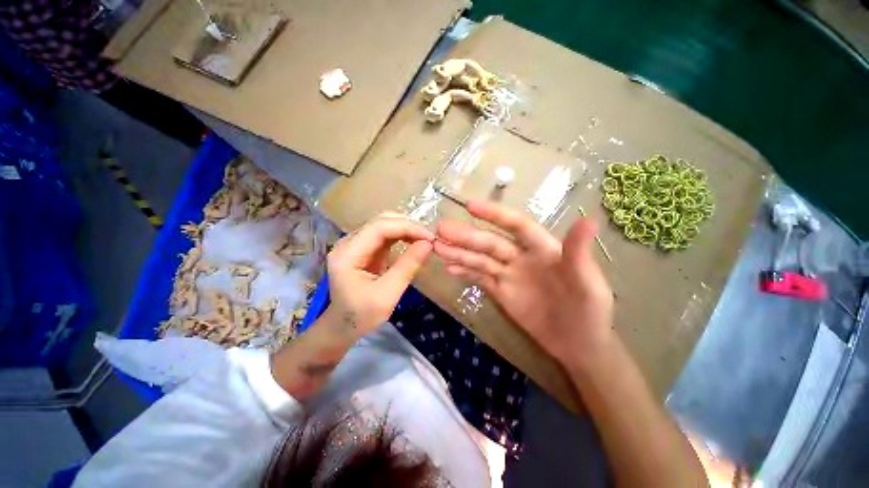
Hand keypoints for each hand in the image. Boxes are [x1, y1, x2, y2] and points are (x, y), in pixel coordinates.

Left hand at [325, 213, 433, 337]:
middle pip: (380, 222)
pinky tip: (413, 242)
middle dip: (407, 226)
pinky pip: (384, 235)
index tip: (430, 237)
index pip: (379, 228)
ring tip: (424, 240)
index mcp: (347, 254)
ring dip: (405, 229)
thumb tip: (428, 244)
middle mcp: (348, 243)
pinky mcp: (363, 249)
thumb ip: (407, 267)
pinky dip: (401, 236)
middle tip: (429, 238)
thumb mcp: (387, 295)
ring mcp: (354, 244)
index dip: (407, 227)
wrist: (343, 327)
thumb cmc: (362, 316)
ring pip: (383, 225)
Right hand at [433, 201, 613, 370]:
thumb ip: (579, 253)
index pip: (517, 225)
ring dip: (459, 253)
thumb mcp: (588, 283)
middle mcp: (522, 256)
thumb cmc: (590, 311)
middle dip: (466, 236)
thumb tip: (588, 219)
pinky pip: (480, 278)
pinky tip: (449, 267)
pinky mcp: (501, 292)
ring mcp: (509, 274)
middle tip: (441, 230)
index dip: (495, 215)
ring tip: (437, 247)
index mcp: (543, 248)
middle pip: (491, 243)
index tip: (471, 206)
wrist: (578, 344)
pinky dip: (465, 272)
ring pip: (480, 259)